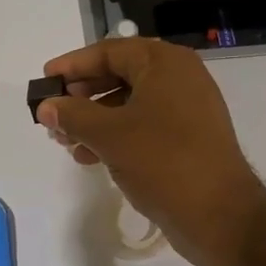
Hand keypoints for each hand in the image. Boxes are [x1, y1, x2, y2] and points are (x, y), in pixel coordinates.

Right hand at [36, 37, 265, 265]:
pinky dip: (116, 135)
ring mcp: (187, 109)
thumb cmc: (162, 162)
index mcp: (165, 64)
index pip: (109, 51)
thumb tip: (46, 106)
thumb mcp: (109, 135)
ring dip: (94, 120)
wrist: (219, 215)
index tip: (45, 80)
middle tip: (53, 113)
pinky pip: (143, 125)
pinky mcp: (188, 138)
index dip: (73, 65)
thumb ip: (72, 115)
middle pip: (119, 75)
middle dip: (82, 96)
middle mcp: (179, 78)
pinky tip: (91, 157)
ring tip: (66, 142)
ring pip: (129, 104)